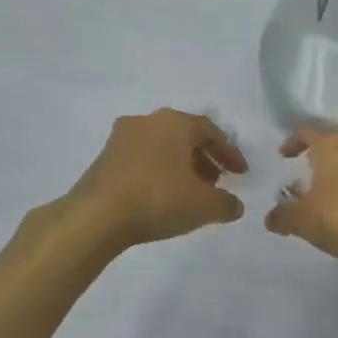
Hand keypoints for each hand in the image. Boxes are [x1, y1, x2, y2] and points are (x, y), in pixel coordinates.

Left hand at [66, 109, 248, 248]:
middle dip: (204, 158)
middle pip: (184, 136)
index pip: (211, 131)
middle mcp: (147, 121)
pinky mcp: (104, 158)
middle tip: (216, 182)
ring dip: (180, 166)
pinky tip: (163, 196)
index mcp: (174, 122)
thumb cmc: (158, 199)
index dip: (229, 153)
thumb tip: (235, 205)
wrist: (96, 216)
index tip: (240, 174)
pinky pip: (142, 159)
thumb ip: (226, 203)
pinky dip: (158, 172)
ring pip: (161, 147)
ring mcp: (121, 138)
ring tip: (191, 192)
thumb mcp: (204, 206)